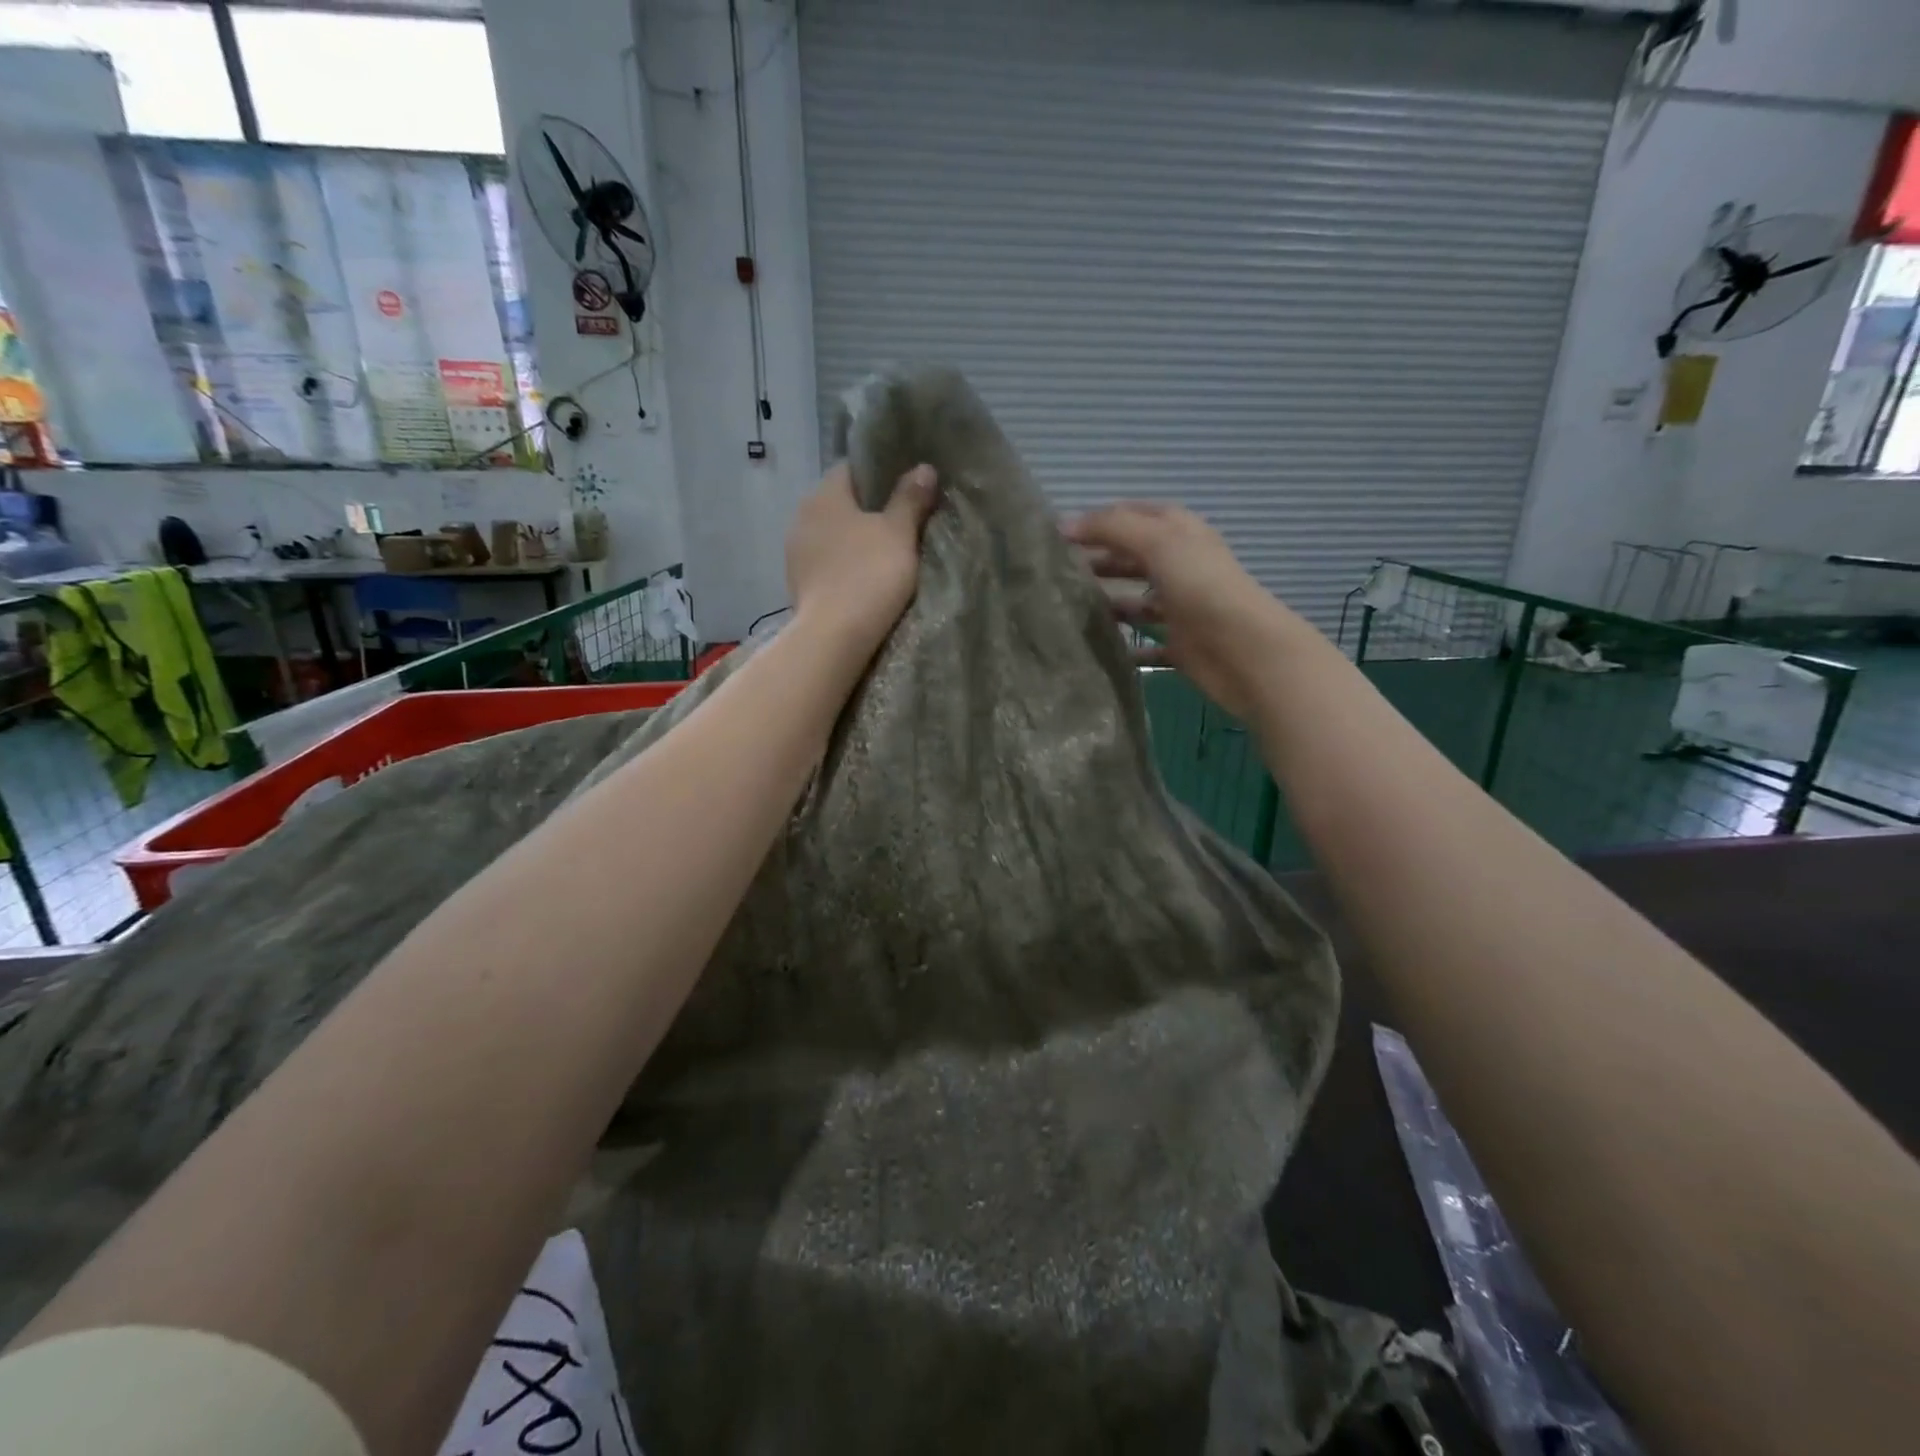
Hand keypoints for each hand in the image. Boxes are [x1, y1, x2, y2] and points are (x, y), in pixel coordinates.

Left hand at [786, 461, 939, 655]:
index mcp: (824, 494)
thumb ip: (910, 498)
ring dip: (854, 540)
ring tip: (884, 553)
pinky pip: (826, 562)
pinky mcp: (797, 582)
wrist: (834, 636)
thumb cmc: (869, 575)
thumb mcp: (899, 533)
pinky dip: (843, 565)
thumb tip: (923, 467)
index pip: (851, 469)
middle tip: (901, 523)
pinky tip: (862, 578)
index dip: (880, 474)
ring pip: (832, 535)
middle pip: (841, 503)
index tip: (905, 489)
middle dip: (868, 510)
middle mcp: (802, 515)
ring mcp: (795, 551)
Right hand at [1065, 502, 1293, 719]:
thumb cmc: (1201, 586)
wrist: (1244, 649)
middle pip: (1131, 557)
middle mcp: (1179, 565)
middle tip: (1055, 574)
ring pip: (1135, 600)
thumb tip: (1064, 525)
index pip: (1130, 515)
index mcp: (1178, 532)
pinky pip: (1145, 643)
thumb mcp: (1157, 542)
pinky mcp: (1179, 644)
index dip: (1096, 521)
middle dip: (1097, 561)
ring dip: (1107, 602)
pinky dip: (1125, 646)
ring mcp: (1180, 606)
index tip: (1056, 537)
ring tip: (1067, 610)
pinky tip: (1097, 649)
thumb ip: (1112, 528)